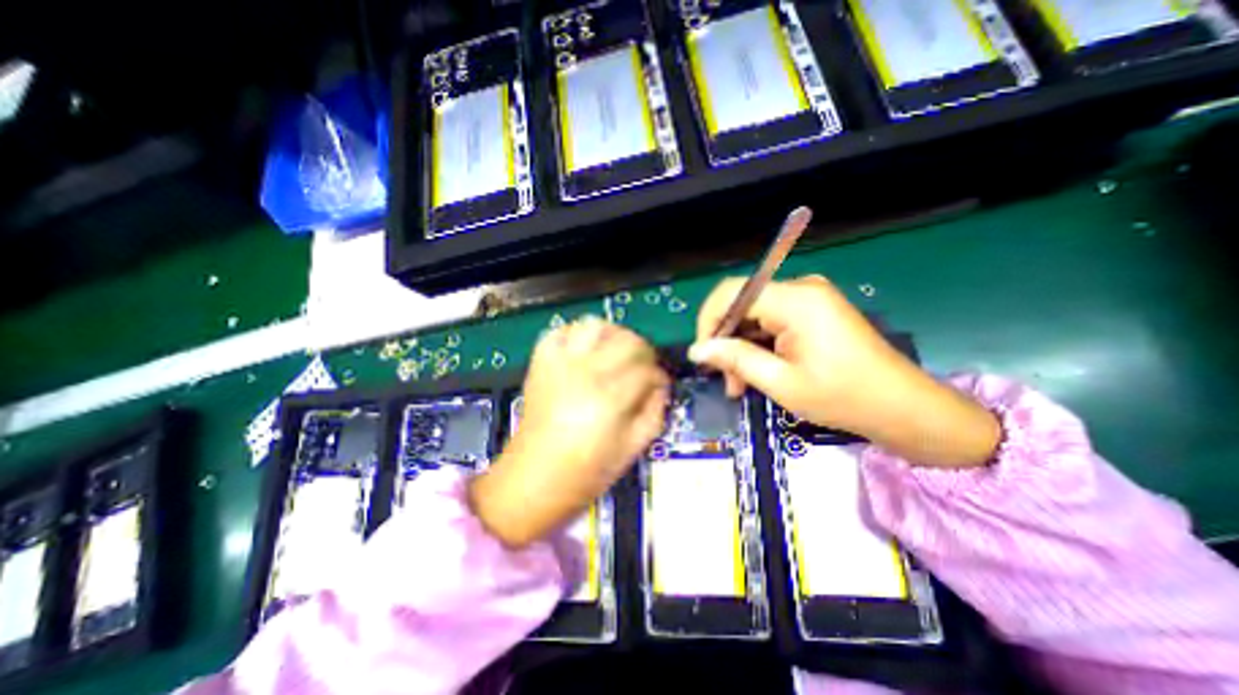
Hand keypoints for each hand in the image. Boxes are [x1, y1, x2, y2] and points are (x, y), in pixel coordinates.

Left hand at [474, 318, 668, 548]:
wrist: (532, 479)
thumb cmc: (586, 473)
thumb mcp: (632, 449)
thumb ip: (655, 411)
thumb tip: (660, 385)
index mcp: (610, 399)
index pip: (647, 369)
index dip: (659, 376)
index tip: (658, 385)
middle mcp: (586, 372)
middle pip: (627, 340)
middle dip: (643, 351)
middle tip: (642, 366)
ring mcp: (559, 364)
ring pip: (594, 325)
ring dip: (612, 334)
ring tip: (614, 352)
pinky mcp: (540, 363)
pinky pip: (559, 331)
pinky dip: (575, 335)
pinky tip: (583, 351)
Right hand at [692, 275, 1000, 466]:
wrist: (904, 408)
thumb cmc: (844, 397)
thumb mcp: (781, 382)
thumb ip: (735, 359)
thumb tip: (697, 350)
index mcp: (795, 300)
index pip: (731, 293)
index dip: (709, 321)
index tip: (704, 355)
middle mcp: (800, 289)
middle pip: (742, 304)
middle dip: (726, 341)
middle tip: (726, 380)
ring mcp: (809, 299)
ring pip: (754, 315)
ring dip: (741, 347)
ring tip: (740, 384)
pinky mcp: (813, 311)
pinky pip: (771, 321)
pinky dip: (758, 345)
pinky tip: (757, 371)